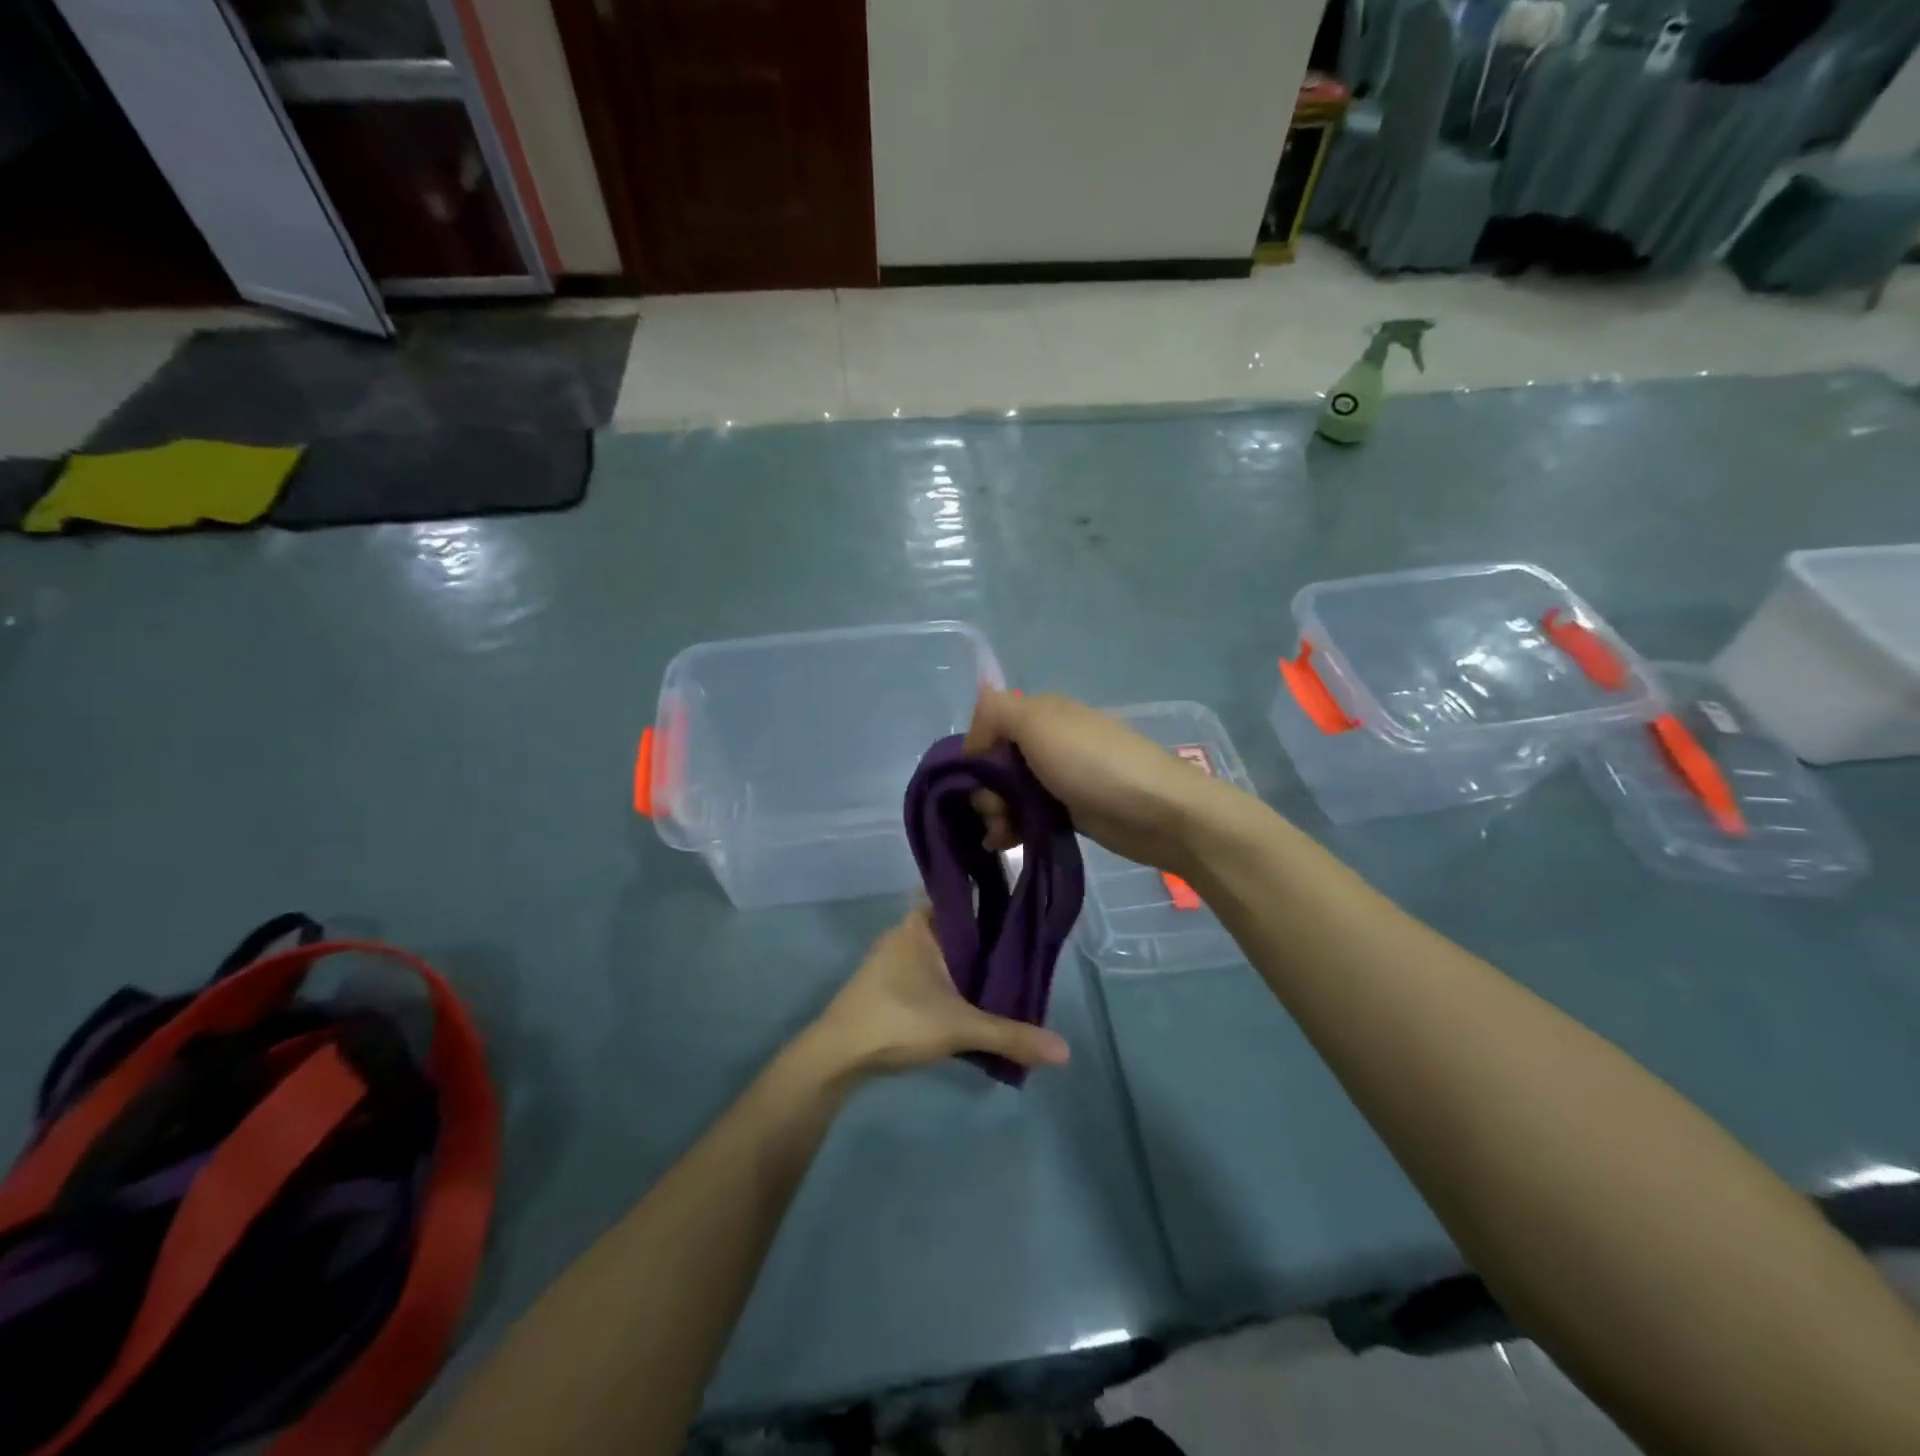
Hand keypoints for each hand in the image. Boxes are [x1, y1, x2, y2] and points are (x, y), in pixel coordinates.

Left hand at [805, 909, 1070, 1079]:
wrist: (835, 1055)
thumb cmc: (897, 1021)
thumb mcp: (960, 1028)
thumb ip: (1011, 1035)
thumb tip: (1065, 1051)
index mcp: (921, 924)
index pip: (962, 896)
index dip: (991, 899)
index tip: (1023, 908)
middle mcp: (906, 932)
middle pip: (955, 927)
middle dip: (986, 939)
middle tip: (1025, 952)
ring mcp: (892, 958)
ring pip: (941, 952)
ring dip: (966, 963)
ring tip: (1006, 976)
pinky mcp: (886, 984)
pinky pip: (928, 971)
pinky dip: (949, 979)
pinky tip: (971, 998)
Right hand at [962, 688, 1236, 874]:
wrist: (1159, 812)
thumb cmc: (1094, 765)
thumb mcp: (1039, 724)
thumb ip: (996, 713)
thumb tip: (973, 733)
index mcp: (1041, 713)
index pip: (988, 727)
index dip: (975, 754)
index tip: (974, 780)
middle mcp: (1048, 740)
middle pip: (995, 764)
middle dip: (986, 790)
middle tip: (996, 813)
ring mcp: (1060, 777)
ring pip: (1010, 793)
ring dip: (997, 814)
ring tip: (1002, 836)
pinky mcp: (1070, 811)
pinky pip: (1029, 815)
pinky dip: (1014, 828)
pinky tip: (1006, 843)